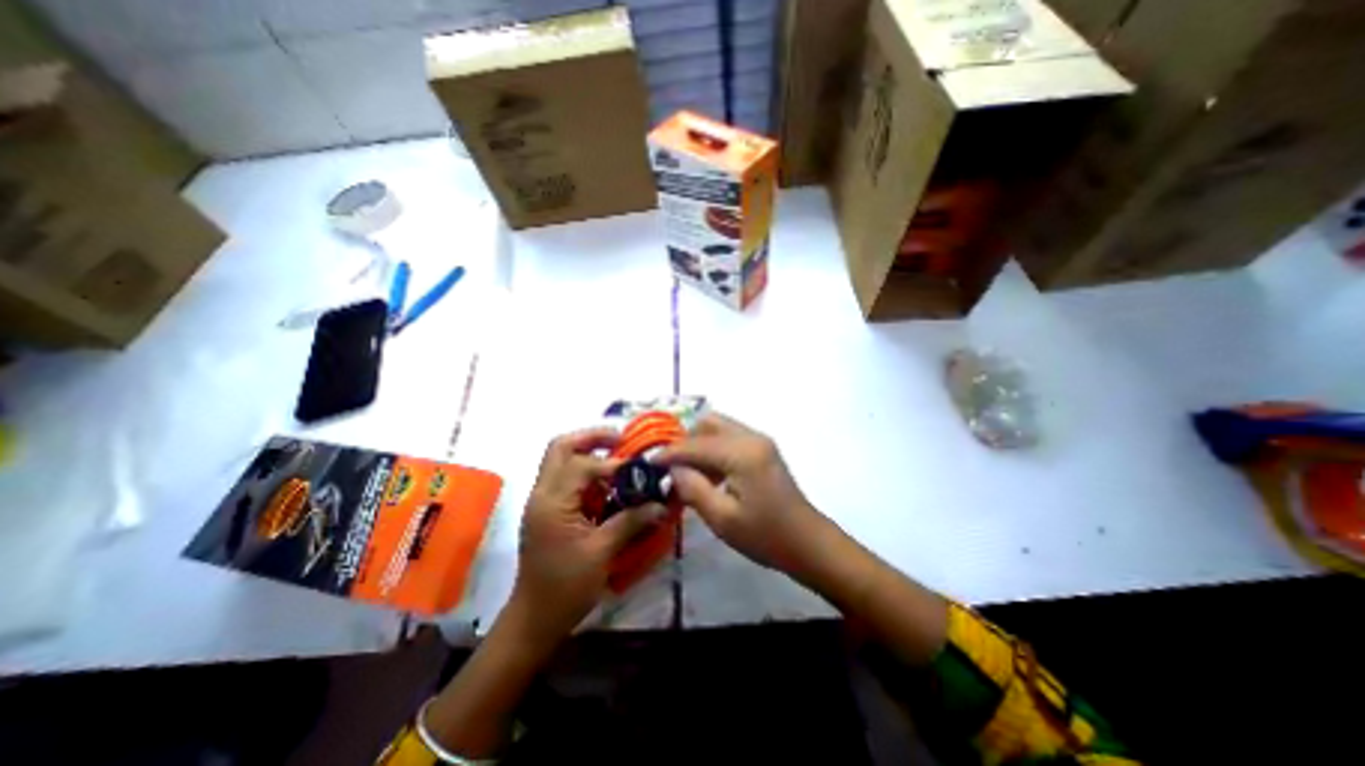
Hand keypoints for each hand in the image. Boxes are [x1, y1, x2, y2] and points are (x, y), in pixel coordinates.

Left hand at [509, 425, 664, 647]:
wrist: (534, 619)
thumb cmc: (566, 587)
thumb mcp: (601, 553)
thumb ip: (630, 521)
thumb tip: (661, 504)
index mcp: (552, 503)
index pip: (580, 465)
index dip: (611, 464)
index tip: (637, 472)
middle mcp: (542, 494)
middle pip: (560, 447)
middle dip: (591, 437)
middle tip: (620, 440)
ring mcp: (542, 501)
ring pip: (560, 459)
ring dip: (588, 451)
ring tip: (617, 457)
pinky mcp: (548, 510)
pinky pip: (565, 477)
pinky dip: (586, 472)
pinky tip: (608, 483)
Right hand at [657, 415, 826, 576]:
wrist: (807, 542)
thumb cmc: (765, 536)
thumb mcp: (722, 518)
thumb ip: (693, 488)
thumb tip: (673, 470)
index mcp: (741, 453)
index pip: (695, 444)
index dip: (669, 453)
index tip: (648, 463)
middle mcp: (750, 437)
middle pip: (708, 423)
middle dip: (685, 441)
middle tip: (670, 467)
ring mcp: (759, 440)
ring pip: (719, 427)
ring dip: (699, 443)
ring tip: (687, 472)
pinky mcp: (763, 448)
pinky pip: (729, 437)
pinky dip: (713, 448)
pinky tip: (708, 473)